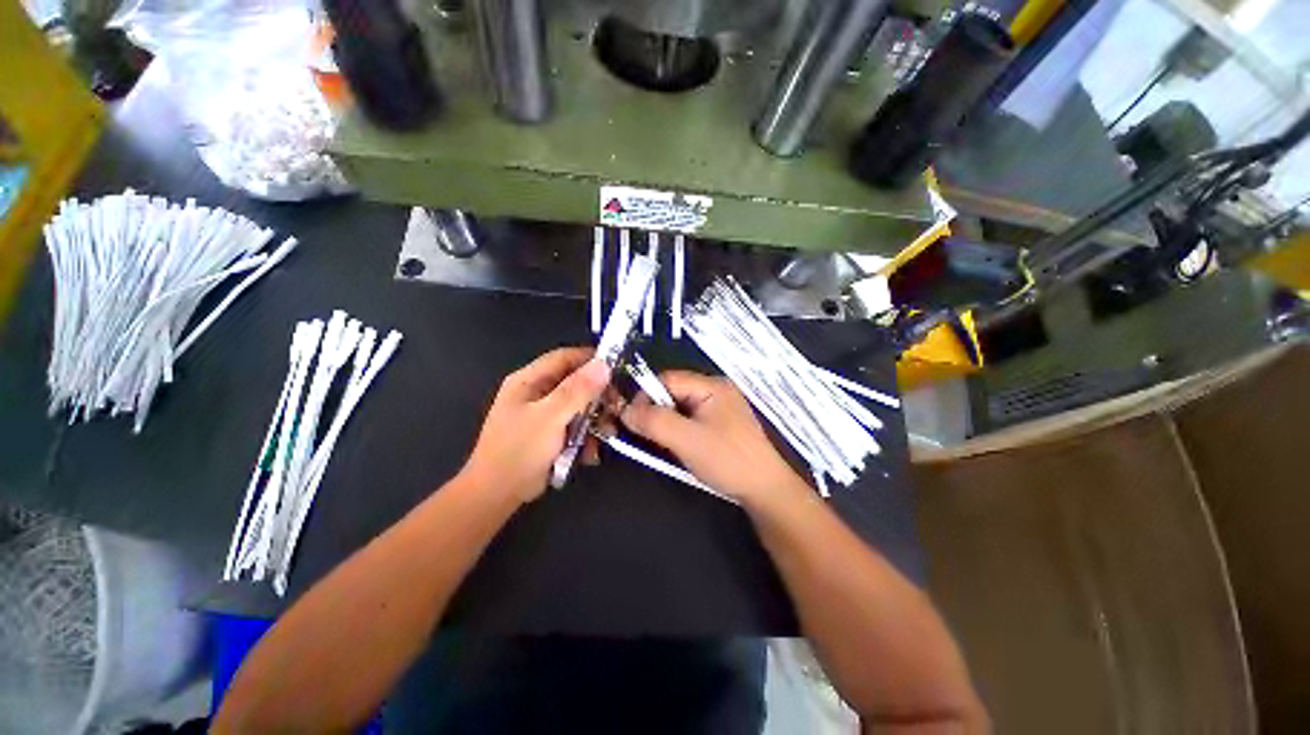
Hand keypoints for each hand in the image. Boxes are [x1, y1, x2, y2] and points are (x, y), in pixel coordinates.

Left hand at [461, 347, 609, 502]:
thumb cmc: (519, 450)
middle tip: (616, 408)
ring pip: (579, 407)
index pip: (565, 358)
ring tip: (607, 435)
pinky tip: (590, 453)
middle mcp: (536, 393)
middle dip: (598, 396)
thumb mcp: (551, 416)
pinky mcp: (549, 434)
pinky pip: (574, 427)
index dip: (591, 360)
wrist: (497, 495)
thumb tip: (604, 364)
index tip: (617, 369)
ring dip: (595, 420)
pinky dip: (586, 437)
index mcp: (529, 380)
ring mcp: (543, 414)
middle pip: (576, 383)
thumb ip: (578, 389)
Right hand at [620, 370, 807, 506]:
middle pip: (673, 392)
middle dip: (656, 411)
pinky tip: (675, 446)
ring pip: (680, 408)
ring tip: (659, 442)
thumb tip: (625, 411)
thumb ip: (654, 421)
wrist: (765, 490)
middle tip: (644, 434)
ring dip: (666, 423)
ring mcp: (719, 409)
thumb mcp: (686, 439)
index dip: (646, 396)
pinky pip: (690, 420)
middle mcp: (716, 391)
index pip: (668, 379)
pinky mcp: (720, 425)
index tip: (632, 419)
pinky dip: (677, 431)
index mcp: (712, 386)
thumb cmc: (727, 459)